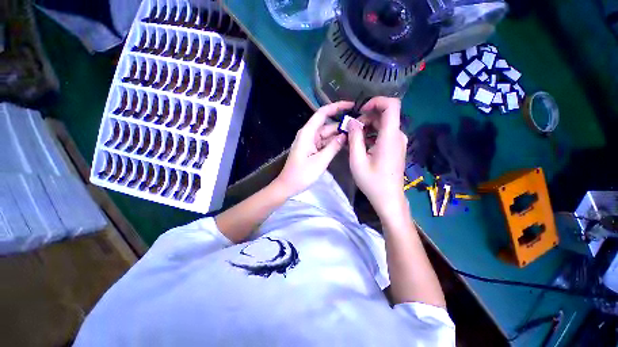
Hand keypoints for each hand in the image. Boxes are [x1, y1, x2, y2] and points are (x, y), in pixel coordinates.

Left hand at [275, 101, 354, 195]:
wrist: (288, 185)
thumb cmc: (302, 174)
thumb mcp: (320, 161)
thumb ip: (333, 147)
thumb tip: (345, 135)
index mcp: (308, 133)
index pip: (322, 113)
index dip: (336, 107)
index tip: (351, 105)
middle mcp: (309, 135)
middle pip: (327, 125)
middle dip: (341, 125)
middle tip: (359, 126)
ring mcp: (310, 142)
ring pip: (327, 135)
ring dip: (339, 135)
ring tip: (356, 135)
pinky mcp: (312, 150)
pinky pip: (324, 143)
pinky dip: (333, 143)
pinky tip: (345, 144)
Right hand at [348, 97, 407, 214]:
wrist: (389, 199)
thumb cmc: (372, 182)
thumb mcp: (357, 160)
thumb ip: (354, 138)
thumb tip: (351, 122)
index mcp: (390, 137)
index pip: (392, 105)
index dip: (376, 101)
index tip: (360, 111)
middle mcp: (397, 136)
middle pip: (384, 115)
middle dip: (366, 119)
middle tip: (351, 131)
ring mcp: (398, 142)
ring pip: (383, 125)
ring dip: (367, 128)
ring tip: (353, 139)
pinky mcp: (395, 148)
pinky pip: (384, 134)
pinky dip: (372, 135)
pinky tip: (361, 146)